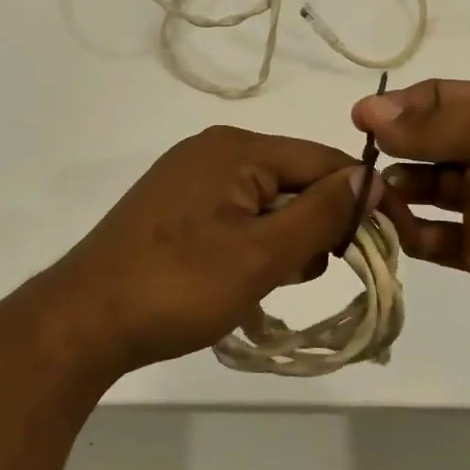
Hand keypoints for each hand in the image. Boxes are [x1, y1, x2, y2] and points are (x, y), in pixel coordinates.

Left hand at [44, 126, 374, 371]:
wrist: (85, 320)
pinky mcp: (173, 206)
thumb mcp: (263, 253)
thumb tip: (369, 178)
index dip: (358, 200)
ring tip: (261, 284)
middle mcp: (212, 151)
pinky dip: (249, 244)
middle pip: (293, 179)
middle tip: (299, 274)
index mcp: (236, 149)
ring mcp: (187, 178)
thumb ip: (321, 213)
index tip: (384, 245)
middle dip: (313, 227)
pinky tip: (236, 280)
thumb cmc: (180, 286)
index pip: (322, 161)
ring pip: (264, 202)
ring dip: (280, 242)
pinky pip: (234, 215)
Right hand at [353, 78, 469, 337]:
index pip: (439, 99)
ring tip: (379, 196)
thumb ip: (431, 125)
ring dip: (398, 190)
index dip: (399, 106)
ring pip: (427, 191)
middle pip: (428, 144)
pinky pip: (435, 238)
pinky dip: (413, 233)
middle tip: (363, 163)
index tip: (360, 119)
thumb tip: (367, 112)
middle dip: (394, 148)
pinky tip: (402, 230)